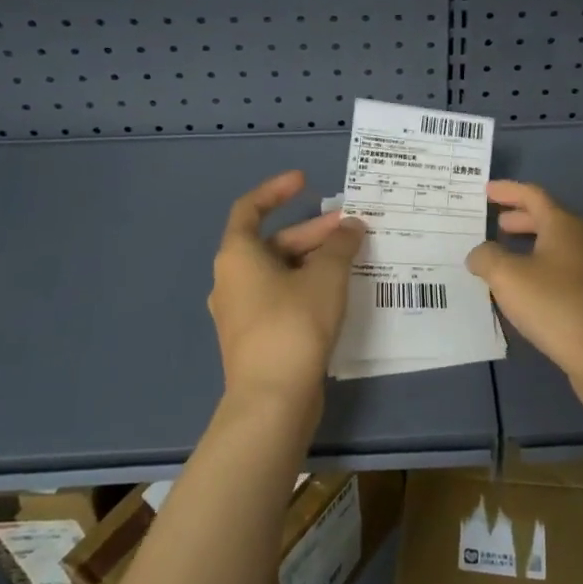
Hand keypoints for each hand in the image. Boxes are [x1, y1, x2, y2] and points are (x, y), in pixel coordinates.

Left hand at [208, 170, 365, 408]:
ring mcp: (241, 312)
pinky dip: (306, 286)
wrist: (272, 401)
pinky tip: (337, 293)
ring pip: (279, 272)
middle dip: (312, 232)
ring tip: (351, 258)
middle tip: (350, 228)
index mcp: (237, 256)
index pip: (250, 208)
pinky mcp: (255, 338)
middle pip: (272, 242)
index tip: (305, 182)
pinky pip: (281, 297)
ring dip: (312, 260)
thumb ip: (340, 245)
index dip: (277, 190)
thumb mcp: (326, 277)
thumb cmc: (294, 325)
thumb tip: (351, 227)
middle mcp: (231, 279)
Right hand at [465, 181, 582, 384]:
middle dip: (519, 219)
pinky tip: (526, 290)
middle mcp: (582, 240)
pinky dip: (540, 268)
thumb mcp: (508, 277)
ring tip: (504, 257)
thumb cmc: (555, 305)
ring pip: (556, 246)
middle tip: (495, 224)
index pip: (533, 195)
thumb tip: (479, 253)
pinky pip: (562, 270)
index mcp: (563, 225)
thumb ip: (486, 258)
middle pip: (547, 219)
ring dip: (530, 246)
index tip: (486, 191)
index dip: (508, 191)